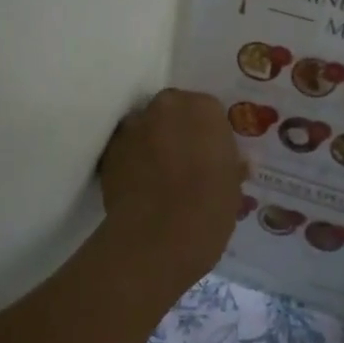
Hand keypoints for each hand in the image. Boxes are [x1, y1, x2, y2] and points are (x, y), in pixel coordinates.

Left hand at [100, 89, 245, 282]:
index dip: (208, 135)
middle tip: (186, 163)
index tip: (210, 156)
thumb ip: (230, 165)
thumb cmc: (209, 207)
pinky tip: (140, 187)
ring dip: (152, 144)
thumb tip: (234, 165)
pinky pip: (126, 150)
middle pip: (173, 113)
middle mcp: (166, 106)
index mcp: (204, 108)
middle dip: (178, 132)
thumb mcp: (233, 185)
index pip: (208, 111)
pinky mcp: (109, 150)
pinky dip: (132, 162)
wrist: (160, 235)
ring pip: (145, 129)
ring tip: (159, 177)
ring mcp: (133, 126)